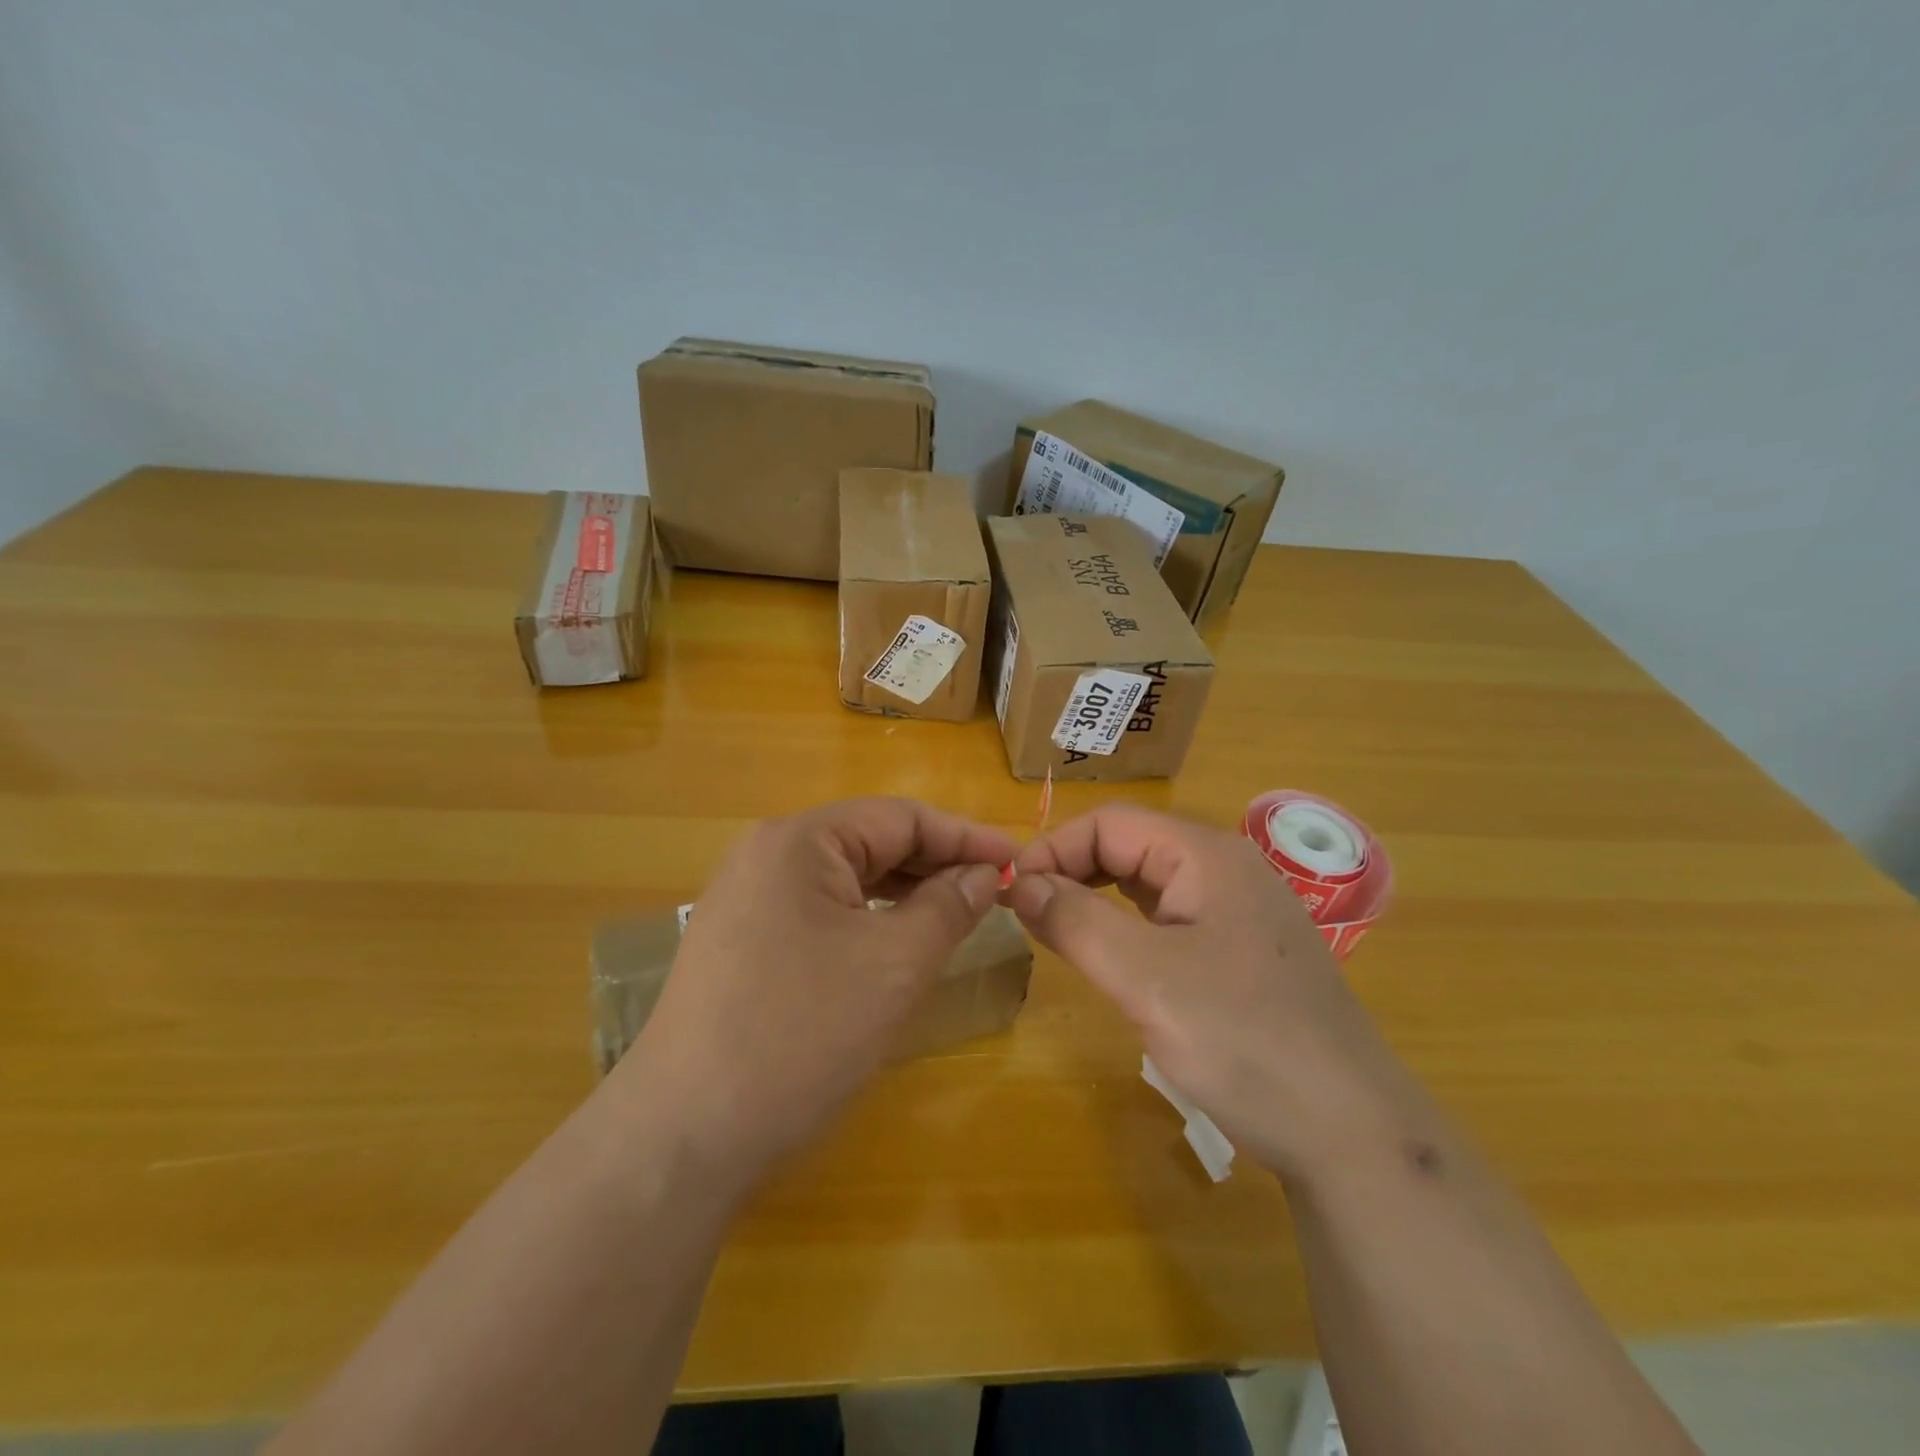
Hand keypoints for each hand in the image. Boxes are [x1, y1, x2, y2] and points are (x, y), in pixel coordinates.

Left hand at [620, 797, 1015, 1185]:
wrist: (683, 1137)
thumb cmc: (801, 1035)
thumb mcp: (895, 965)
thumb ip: (949, 905)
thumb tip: (985, 873)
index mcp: (799, 840)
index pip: (901, 817)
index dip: (966, 838)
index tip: (1018, 864)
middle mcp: (767, 855)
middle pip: (871, 842)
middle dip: (936, 864)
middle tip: (994, 894)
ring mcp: (747, 900)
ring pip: (846, 879)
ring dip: (905, 893)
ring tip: (956, 917)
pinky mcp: (741, 942)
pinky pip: (821, 911)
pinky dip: (868, 920)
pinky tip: (896, 944)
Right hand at [1009, 804, 1411, 1179]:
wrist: (1351, 1133)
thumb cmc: (1244, 1041)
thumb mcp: (1146, 979)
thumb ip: (1076, 921)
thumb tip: (1020, 883)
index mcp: (1207, 855)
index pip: (1110, 823)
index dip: (1054, 849)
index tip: (1012, 895)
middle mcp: (1226, 870)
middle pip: (1130, 847)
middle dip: (1073, 872)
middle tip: (1028, 916)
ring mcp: (1239, 912)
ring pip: (1148, 885)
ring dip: (1097, 900)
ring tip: (1058, 935)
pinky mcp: (1243, 952)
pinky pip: (1170, 920)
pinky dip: (1128, 929)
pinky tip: (1113, 960)